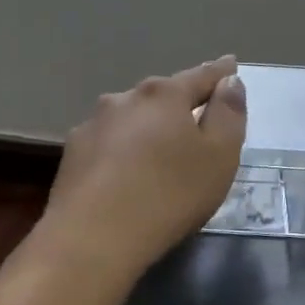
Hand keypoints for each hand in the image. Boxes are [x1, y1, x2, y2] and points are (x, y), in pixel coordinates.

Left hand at [27, 56, 246, 292]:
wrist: (93, 240)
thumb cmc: (171, 194)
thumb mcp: (221, 155)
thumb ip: (229, 114)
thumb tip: (229, 82)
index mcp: (165, 95)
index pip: (202, 75)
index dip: (221, 72)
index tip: (231, 64)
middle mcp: (125, 99)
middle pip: (164, 96)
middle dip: (183, 103)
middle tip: (202, 119)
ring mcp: (92, 126)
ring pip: (134, 118)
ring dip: (152, 127)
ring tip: (165, 151)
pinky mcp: (72, 156)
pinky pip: (112, 143)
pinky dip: (127, 150)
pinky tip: (132, 173)